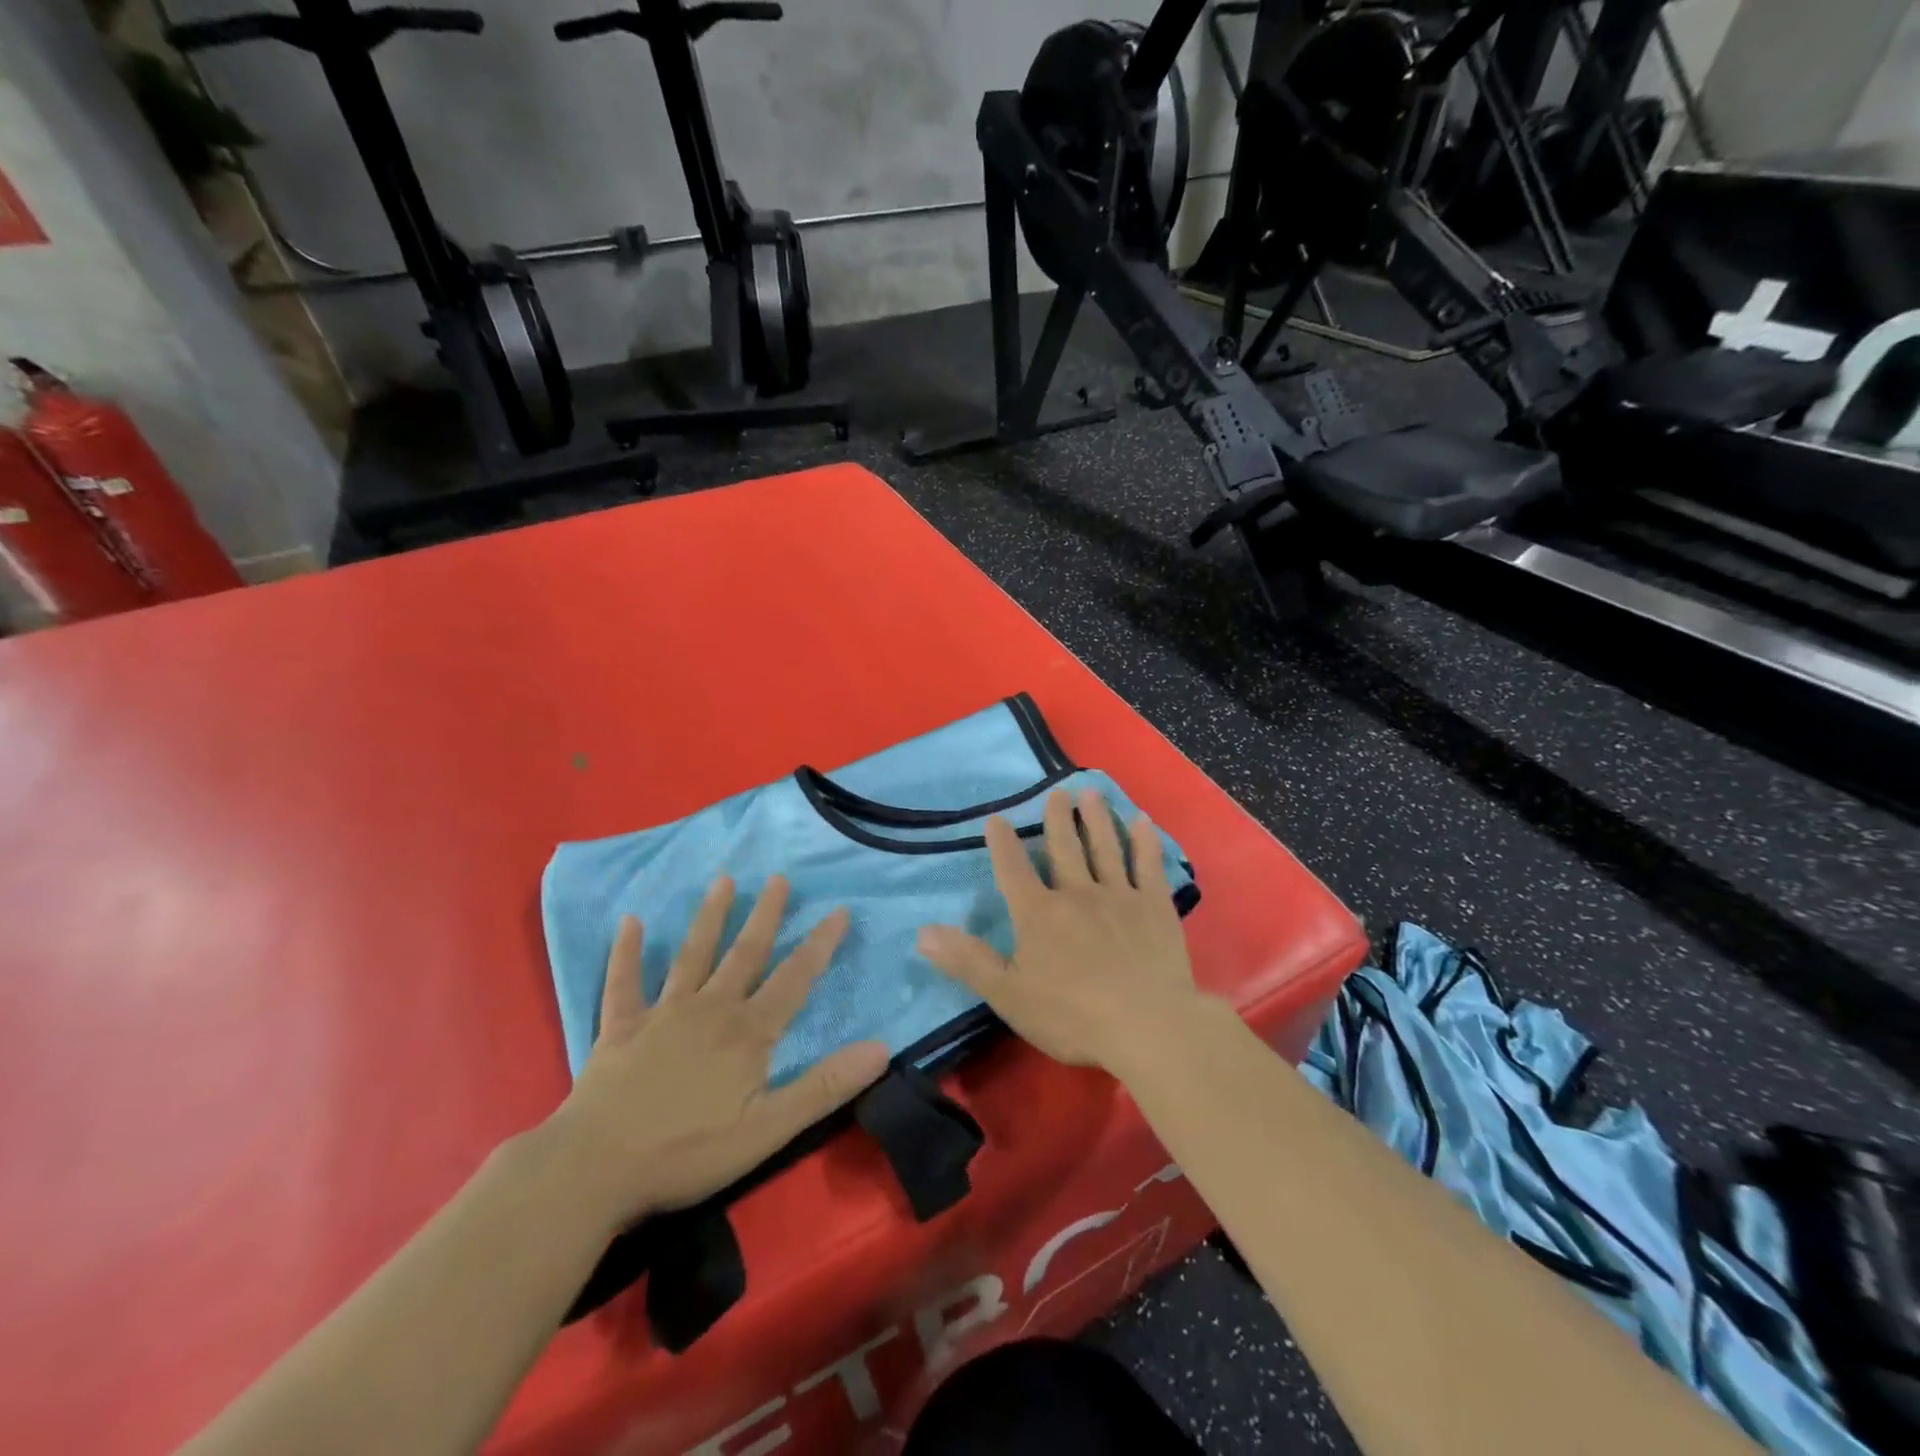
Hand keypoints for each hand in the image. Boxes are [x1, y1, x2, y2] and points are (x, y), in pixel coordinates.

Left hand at [545, 875, 889, 1230]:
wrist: (596, 1169)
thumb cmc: (688, 1151)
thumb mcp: (769, 1129)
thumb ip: (824, 1086)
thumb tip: (881, 1048)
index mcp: (747, 1032)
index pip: (794, 979)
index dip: (819, 945)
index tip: (839, 910)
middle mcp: (709, 1009)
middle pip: (744, 953)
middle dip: (765, 914)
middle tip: (778, 877)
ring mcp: (662, 1014)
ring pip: (692, 955)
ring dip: (709, 917)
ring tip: (723, 880)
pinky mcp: (619, 1028)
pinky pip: (623, 982)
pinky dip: (626, 952)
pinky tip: (630, 921)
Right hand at [916, 787, 1202, 1072]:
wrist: (1147, 1026)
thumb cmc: (1072, 1016)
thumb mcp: (1008, 995)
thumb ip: (967, 961)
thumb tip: (922, 933)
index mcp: (1039, 914)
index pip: (1013, 870)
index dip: (1002, 844)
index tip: (996, 818)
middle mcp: (1077, 893)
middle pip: (1063, 848)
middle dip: (1058, 818)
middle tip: (1057, 792)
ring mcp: (1119, 896)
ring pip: (1105, 848)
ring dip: (1097, 818)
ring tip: (1091, 792)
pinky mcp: (1154, 907)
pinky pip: (1148, 866)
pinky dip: (1145, 842)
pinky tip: (1142, 822)